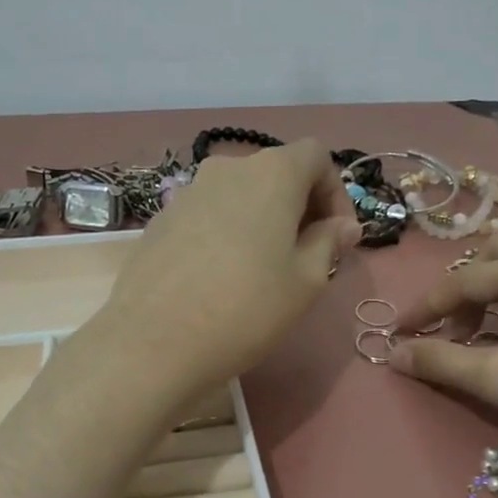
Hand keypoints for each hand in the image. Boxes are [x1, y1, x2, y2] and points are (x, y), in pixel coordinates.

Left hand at [95, 139, 361, 398]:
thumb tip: (342, 226)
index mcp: (272, 173)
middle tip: (307, 257)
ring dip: (262, 221)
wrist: (154, 341)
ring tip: (264, 269)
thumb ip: (329, 243)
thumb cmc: (246, 308)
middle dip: (300, 208)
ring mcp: (188, 192)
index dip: (336, 192)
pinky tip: (221, 277)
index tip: (338, 237)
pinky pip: (209, 215)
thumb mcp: (305, 281)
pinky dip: (227, 232)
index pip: (316, 156)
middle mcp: (228, 169)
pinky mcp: (161, 219)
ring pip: (240, 195)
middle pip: (276, 173)